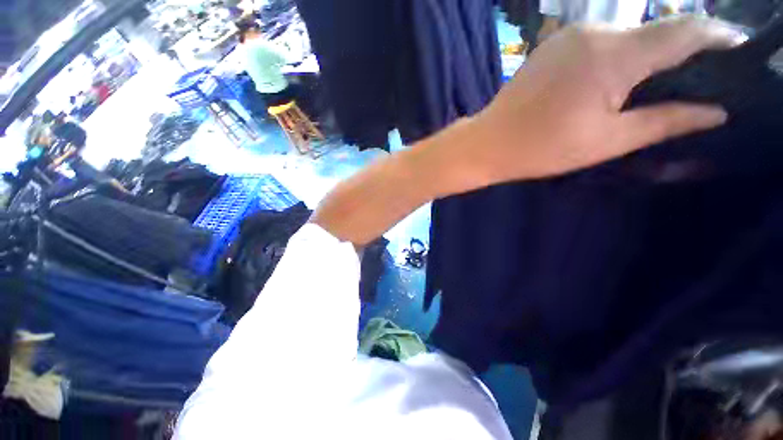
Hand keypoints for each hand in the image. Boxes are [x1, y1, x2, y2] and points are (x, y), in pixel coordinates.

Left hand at [467, 16, 740, 184]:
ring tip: (666, 79)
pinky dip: (621, 54)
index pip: (685, 31)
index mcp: (614, 55)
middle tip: (704, 75)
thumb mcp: (607, 141)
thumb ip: (664, 121)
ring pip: (629, 35)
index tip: (739, 51)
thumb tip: (714, 111)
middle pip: (657, 31)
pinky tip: (622, 76)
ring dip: (651, 53)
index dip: (718, 37)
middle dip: (686, 48)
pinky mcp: (553, 46)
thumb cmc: (539, 148)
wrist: (487, 143)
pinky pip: (601, 42)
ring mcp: (570, 36)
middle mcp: (595, 32)